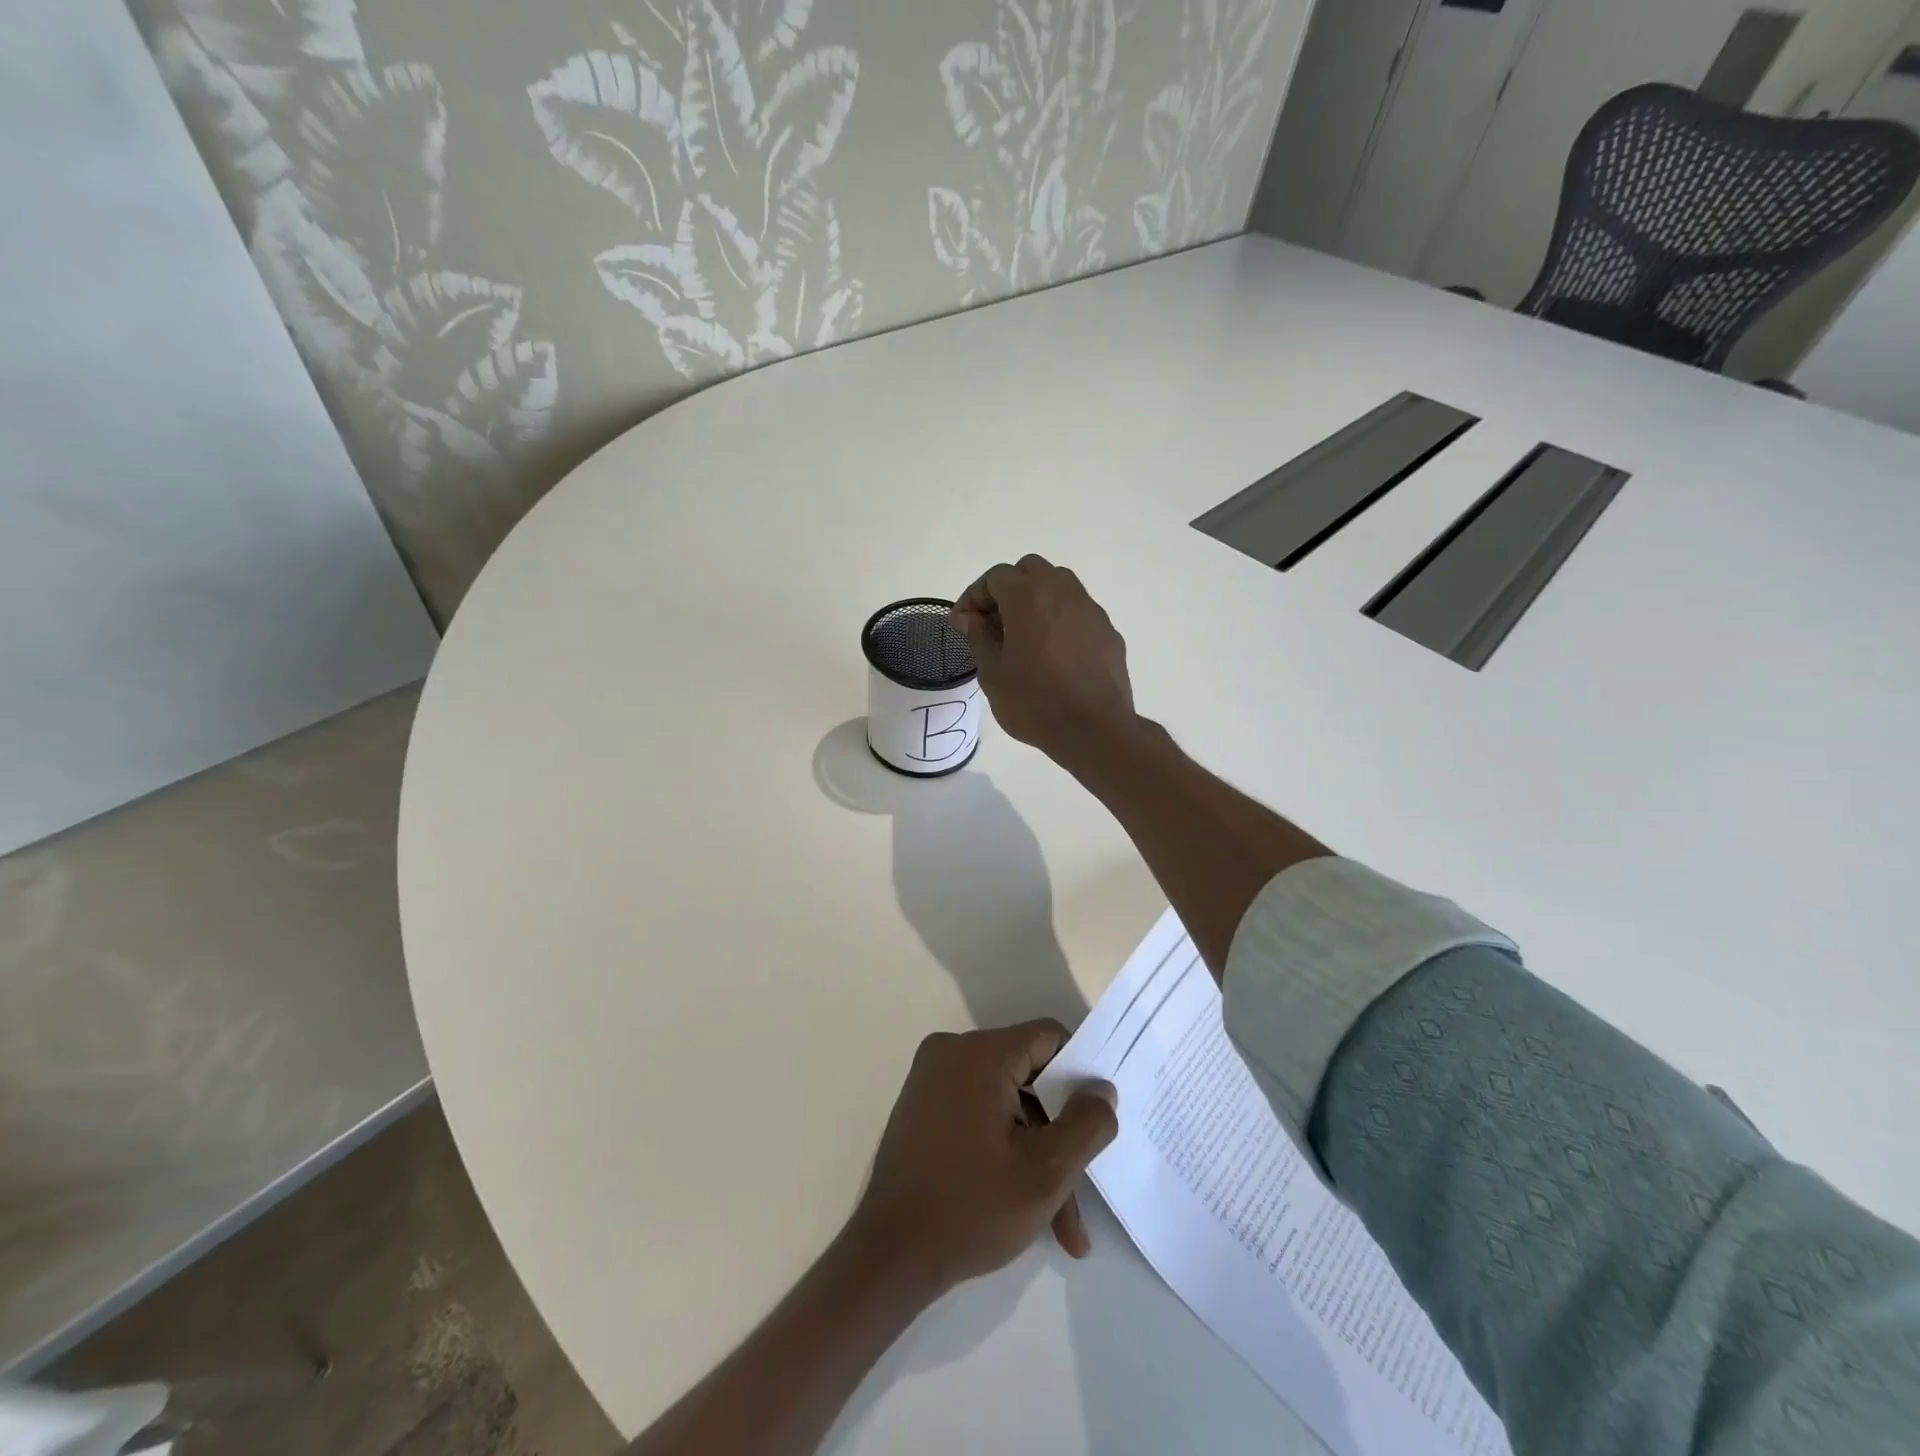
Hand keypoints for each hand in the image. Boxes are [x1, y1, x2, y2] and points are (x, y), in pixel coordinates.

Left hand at [849, 1022, 1118, 1296]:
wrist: (888, 1256)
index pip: (1048, 1038)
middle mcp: (952, 1051)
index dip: (1078, 1075)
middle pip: (1028, 1076)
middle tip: (1081, 1189)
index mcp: (980, 1053)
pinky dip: (1004, 1149)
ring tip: (1060, 1224)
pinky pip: (979, 1113)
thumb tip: (1103, 1089)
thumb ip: (1086, 1124)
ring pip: (1006, 1103)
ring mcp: (932, 1079)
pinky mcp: (922, 1106)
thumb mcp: (1046, 1171)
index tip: (1095, 1120)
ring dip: (1036, 1153)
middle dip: (1058, 1133)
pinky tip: (1027, 1209)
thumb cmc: (971, 1209)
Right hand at [952, 556, 1135, 767]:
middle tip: (993, 623)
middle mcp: (1062, 592)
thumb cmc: (1034, 702)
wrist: (1095, 730)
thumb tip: (970, 618)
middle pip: (1030, 570)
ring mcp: (1090, 610)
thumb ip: (978, 637)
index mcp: (1029, 597)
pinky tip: (1053, 655)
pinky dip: (1059, 621)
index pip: (995, 577)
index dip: (974, 596)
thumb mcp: (992, 674)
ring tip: (1023, 636)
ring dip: (1036, 600)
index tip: (963, 624)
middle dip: (1007, 589)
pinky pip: (1077, 613)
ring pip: (1059, 585)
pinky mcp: (1108, 631)